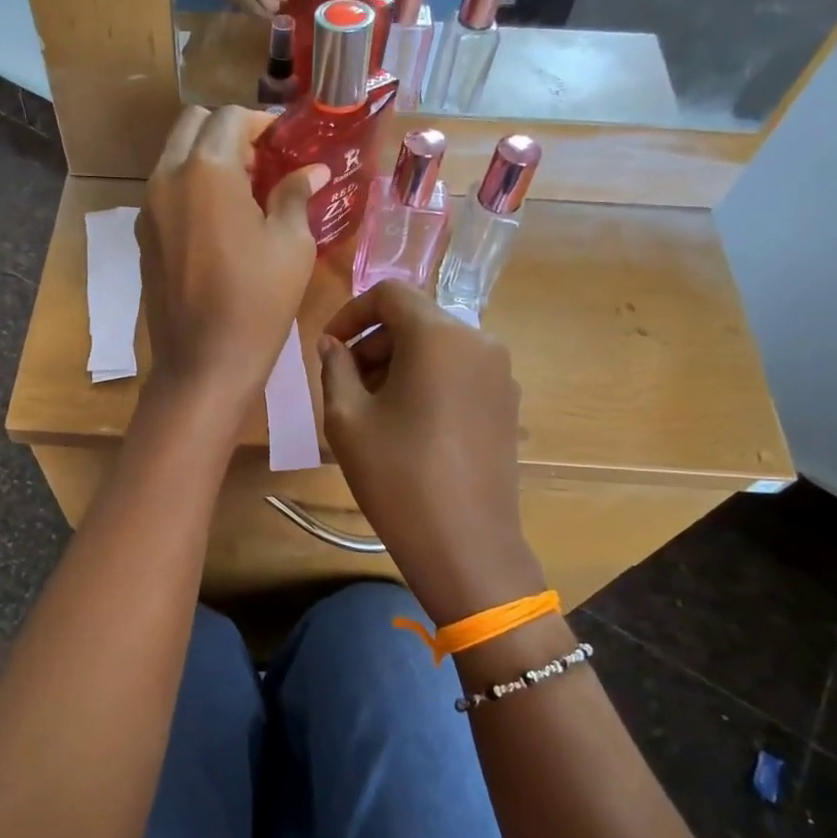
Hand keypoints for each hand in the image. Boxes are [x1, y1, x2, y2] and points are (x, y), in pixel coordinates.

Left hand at [139, 106, 328, 409]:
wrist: (203, 364)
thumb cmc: (257, 303)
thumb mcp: (291, 245)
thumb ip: (295, 195)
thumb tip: (312, 170)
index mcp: (205, 171)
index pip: (230, 118)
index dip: (262, 123)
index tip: (285, 143)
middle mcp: (167, 178)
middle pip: (193, 125)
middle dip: (228, 133)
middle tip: (262, 165)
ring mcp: (148, 209)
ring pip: (174, 157)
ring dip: (207, 159)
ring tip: (244, 195)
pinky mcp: (143, 238)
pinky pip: (165, 192)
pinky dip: (190, 188)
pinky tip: (219, 224)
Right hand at [318, 282, 542, 623]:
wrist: (465, 543)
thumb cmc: (397, 476)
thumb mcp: (347, 419)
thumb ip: (335, 368)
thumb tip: (333, 346)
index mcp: (438, 335)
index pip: (391, 294)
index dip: (352, 312)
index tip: (329, 345)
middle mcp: (478, 341)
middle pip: (417, 319)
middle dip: (375, 341)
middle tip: (344, 381)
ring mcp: (500, 373)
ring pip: (439, 345)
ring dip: (400, 361)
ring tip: (372, 405)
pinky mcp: (507, 403)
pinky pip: (460, 371)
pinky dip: (428, 379)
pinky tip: (408, 421)